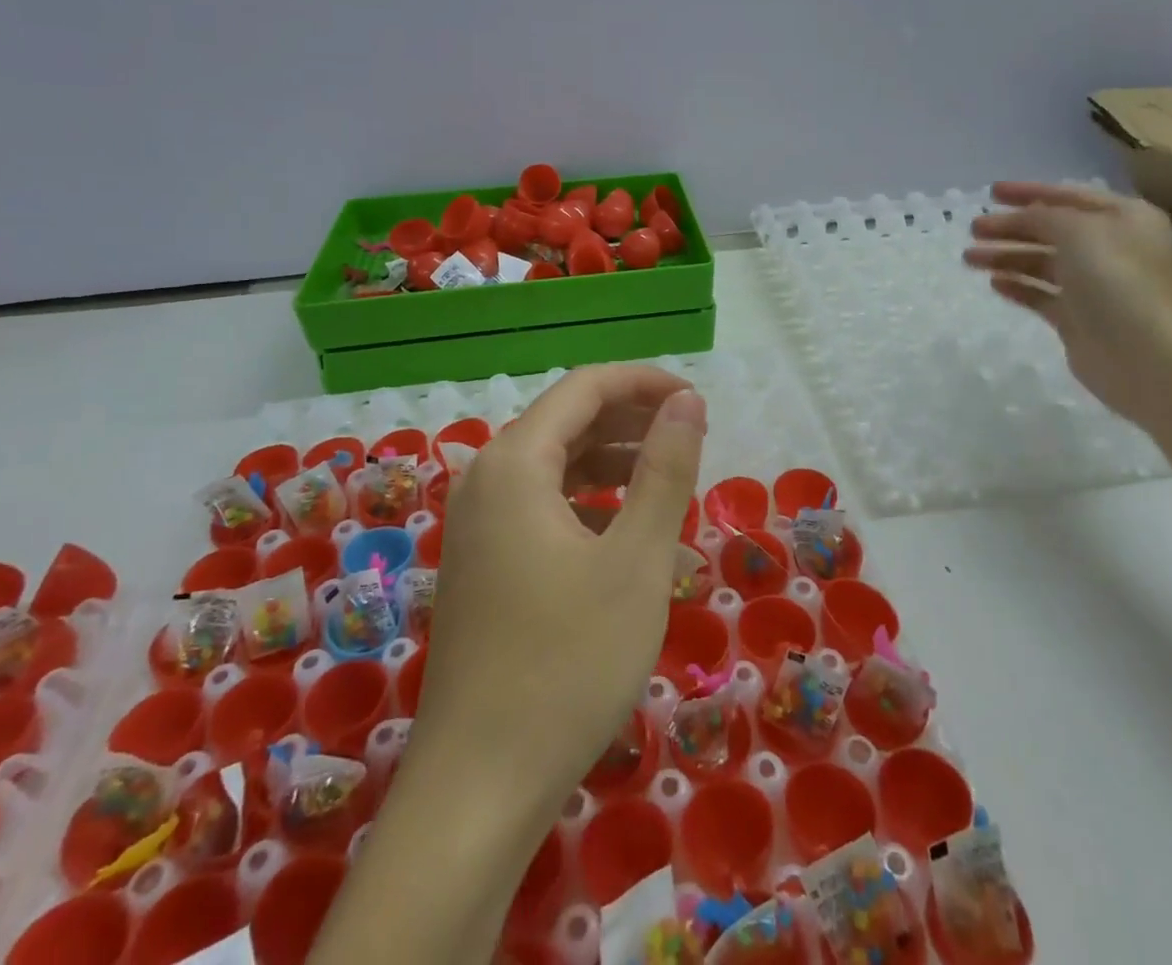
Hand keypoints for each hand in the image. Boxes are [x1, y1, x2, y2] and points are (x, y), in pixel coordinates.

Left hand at [410, 365, 706, 814]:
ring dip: (610, 461)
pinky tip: (621, 529)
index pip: (584, 388)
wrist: (478, 787)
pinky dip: (585, 501)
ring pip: (552, 465)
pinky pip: (538, 505)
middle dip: (629, 419)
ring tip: (666, 480)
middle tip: (690, 439)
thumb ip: (665, 469)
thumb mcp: (636, 560)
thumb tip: (687, 401)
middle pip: (564, 421)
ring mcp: (475, 524)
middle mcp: (484, 479)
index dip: (643, 382)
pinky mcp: (479, 563)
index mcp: (514, 463)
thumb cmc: (568, 663)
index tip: (696, 401)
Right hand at [963, 181, 1171, 425]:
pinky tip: (993, 283)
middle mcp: (1113, 248)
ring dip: (1006, 257)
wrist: (1143, 355)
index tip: (990, 192)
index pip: (1069, 196)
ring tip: (969, 258)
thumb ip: (1042, 216)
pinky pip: (1042, 294)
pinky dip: (1018, 286)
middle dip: (1010, 227)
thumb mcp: (1076, 231)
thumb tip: (1021, 217)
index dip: (1028, 192)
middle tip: (973, 229)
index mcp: (1125, 218)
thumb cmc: (1115, 280)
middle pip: (1052, 230)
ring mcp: (1096, 285)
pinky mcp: (1080, 318)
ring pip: (1042, 263)